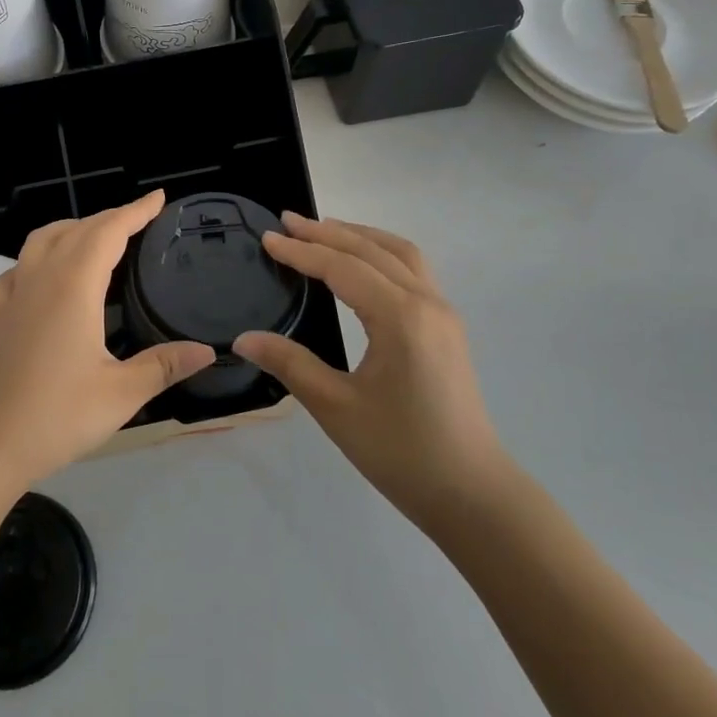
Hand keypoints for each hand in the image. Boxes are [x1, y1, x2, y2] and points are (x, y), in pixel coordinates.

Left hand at [0, 191, 214, 492]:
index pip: (108, 232)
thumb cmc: (55, 416)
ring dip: (72, 228)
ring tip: (96, 236)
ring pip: (41, 241)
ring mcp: (15, 297)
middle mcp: (42, 280)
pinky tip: (44, 276)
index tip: (158, 198)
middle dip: (110, 218)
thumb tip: (206, 350)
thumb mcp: (120, 394)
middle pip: (77, 230)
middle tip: (140, 219)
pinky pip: (17, 270)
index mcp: (74, 287)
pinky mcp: (0, 318)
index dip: (135, 212)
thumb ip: (163, 366)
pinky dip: (36, 258)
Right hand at [233, 214, 510, 529]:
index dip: (302, 252)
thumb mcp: (337, 408)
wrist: (472, 494)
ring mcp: (443, 314)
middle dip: (328, 232)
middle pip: (372, 250)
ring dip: (360, 236)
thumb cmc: (402, 452)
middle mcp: (427, 303)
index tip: (268, 238)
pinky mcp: (448, 329)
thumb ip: (290, 364)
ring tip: (323, 230)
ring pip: (400, 254)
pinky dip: (382, 253)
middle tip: (288, 222)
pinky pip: (413, 271)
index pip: (342, 268)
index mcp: (400, 317)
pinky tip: (362, 265)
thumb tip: (244, 338)